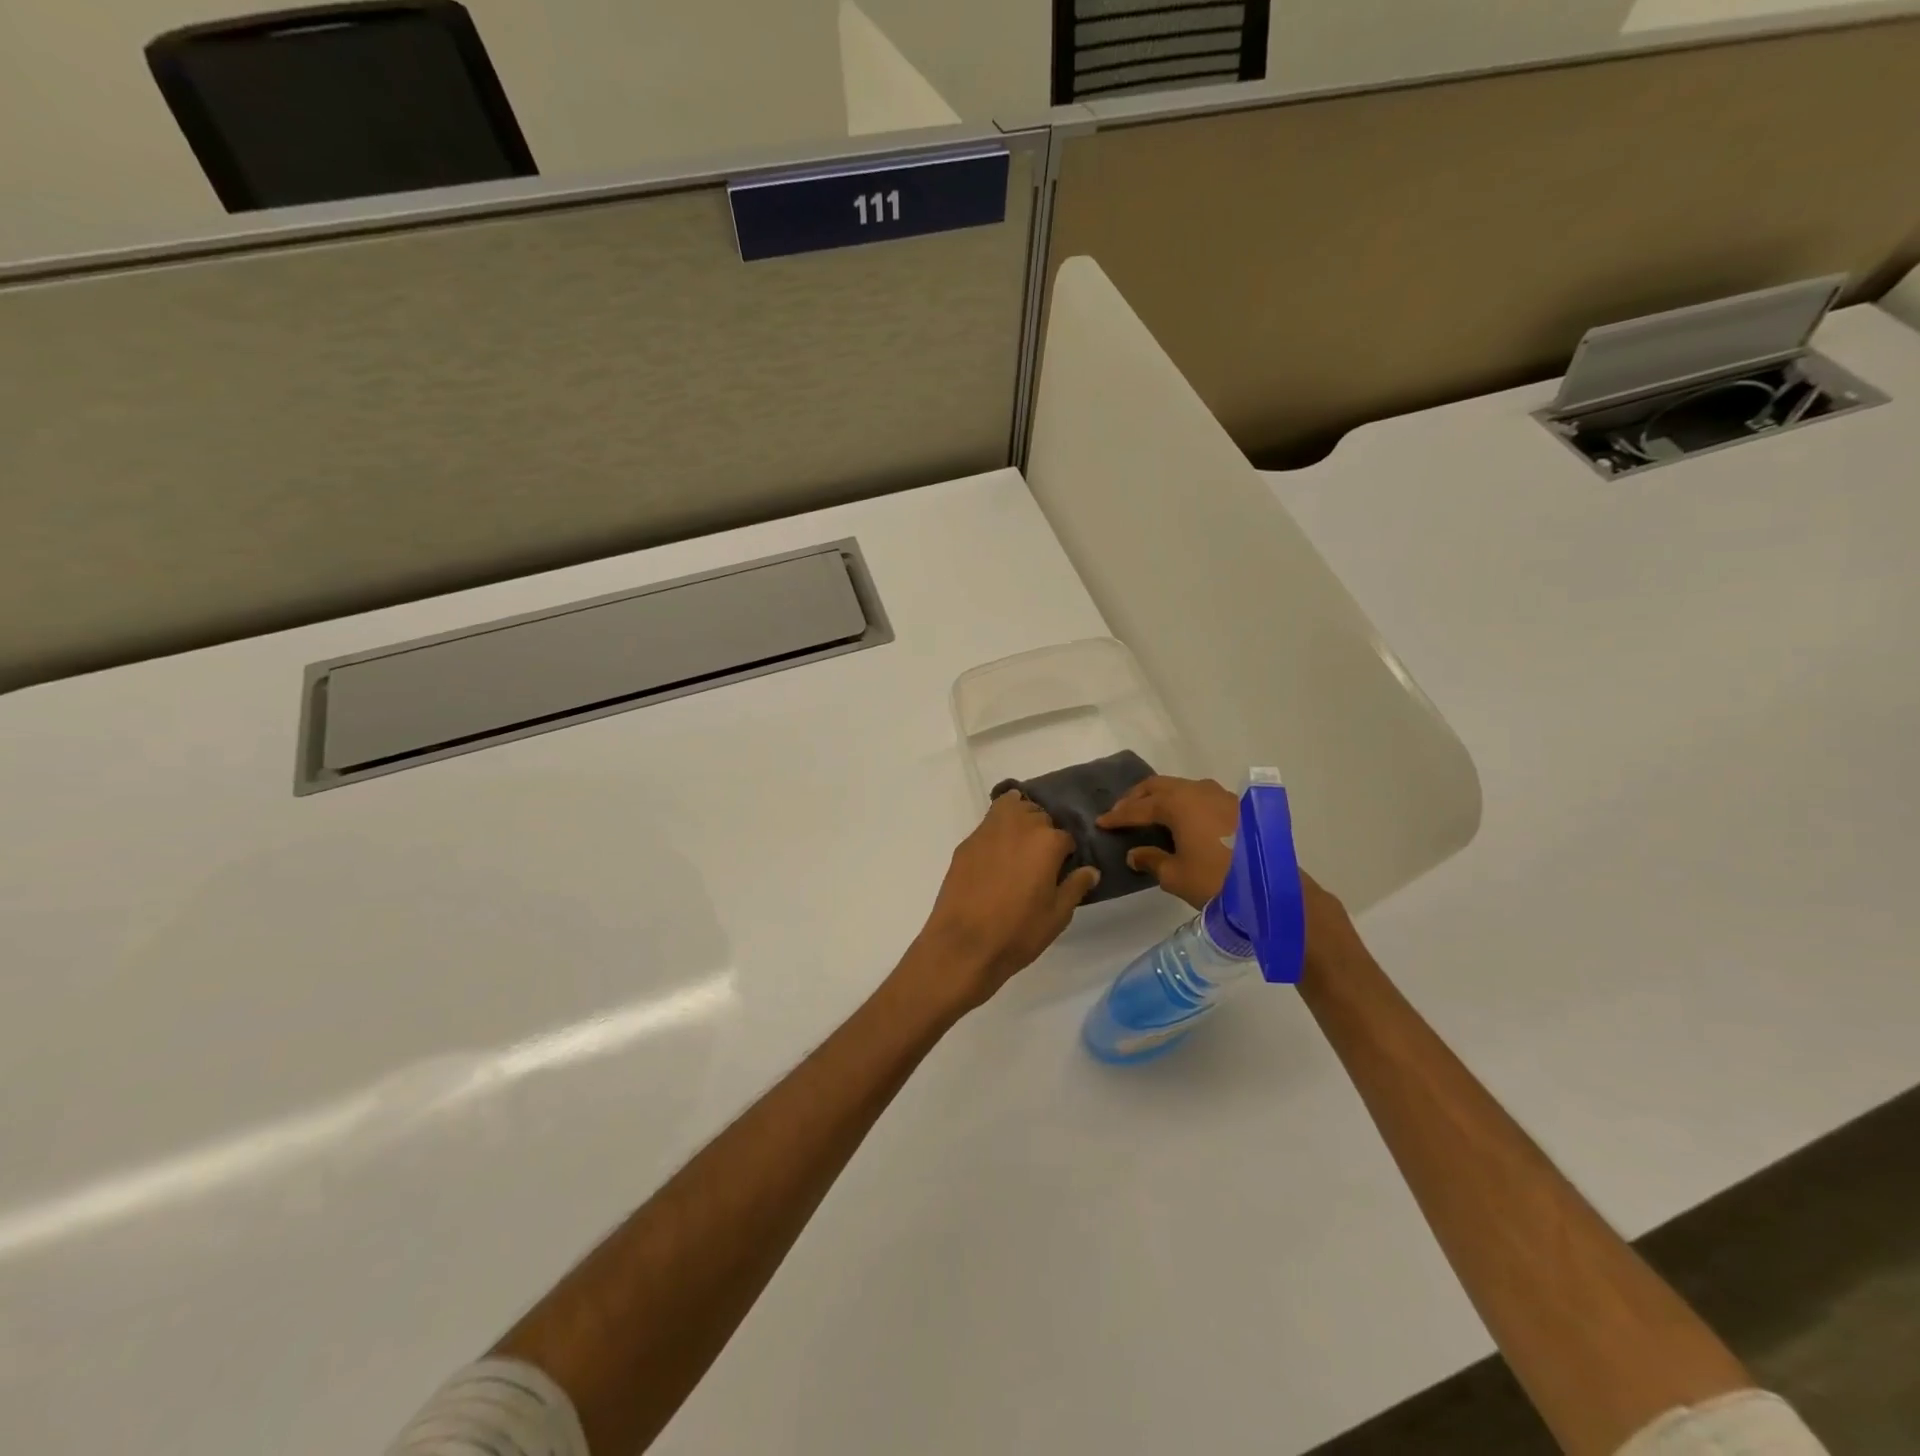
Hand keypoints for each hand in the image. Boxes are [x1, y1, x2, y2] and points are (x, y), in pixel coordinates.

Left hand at [908, 792, 1100, 1009]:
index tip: (1062, 871)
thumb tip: (1090, 870)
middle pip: (1039, 815)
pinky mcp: (967, 843)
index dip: (1066, 855)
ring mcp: (988, 831)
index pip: (1066, 837)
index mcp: (1047, 842)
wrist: (963, 944)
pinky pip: (988, 823)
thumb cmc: (1018, 932)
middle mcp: (1019, 826)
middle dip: (1044, 832)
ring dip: (1020, 818)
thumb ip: (1075, 887)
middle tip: (1041, 860)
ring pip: (1011, 806)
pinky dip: (997, 829)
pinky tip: (996, 854)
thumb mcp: (1057, 915)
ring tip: (1020, 845)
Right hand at [1101, 775, 1361, 979]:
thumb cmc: (1216, 881)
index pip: (1139, 807)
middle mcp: (1197, 791)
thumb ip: (1151, 859)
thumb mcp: (1175, 875)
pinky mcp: (1236, 807)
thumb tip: (1136, 853)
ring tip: (1148, 814)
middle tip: (1120, 812)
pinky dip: (1182, 803)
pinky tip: (1180, 821)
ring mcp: (1220, 796)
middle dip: (1136, 798)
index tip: (1101, 823)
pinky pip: (1198, 797)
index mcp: (1178, 803)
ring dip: (1160, 798)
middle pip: (1158, 786)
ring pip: (1180, 788)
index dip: (1118, 816)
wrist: (1270, 887)